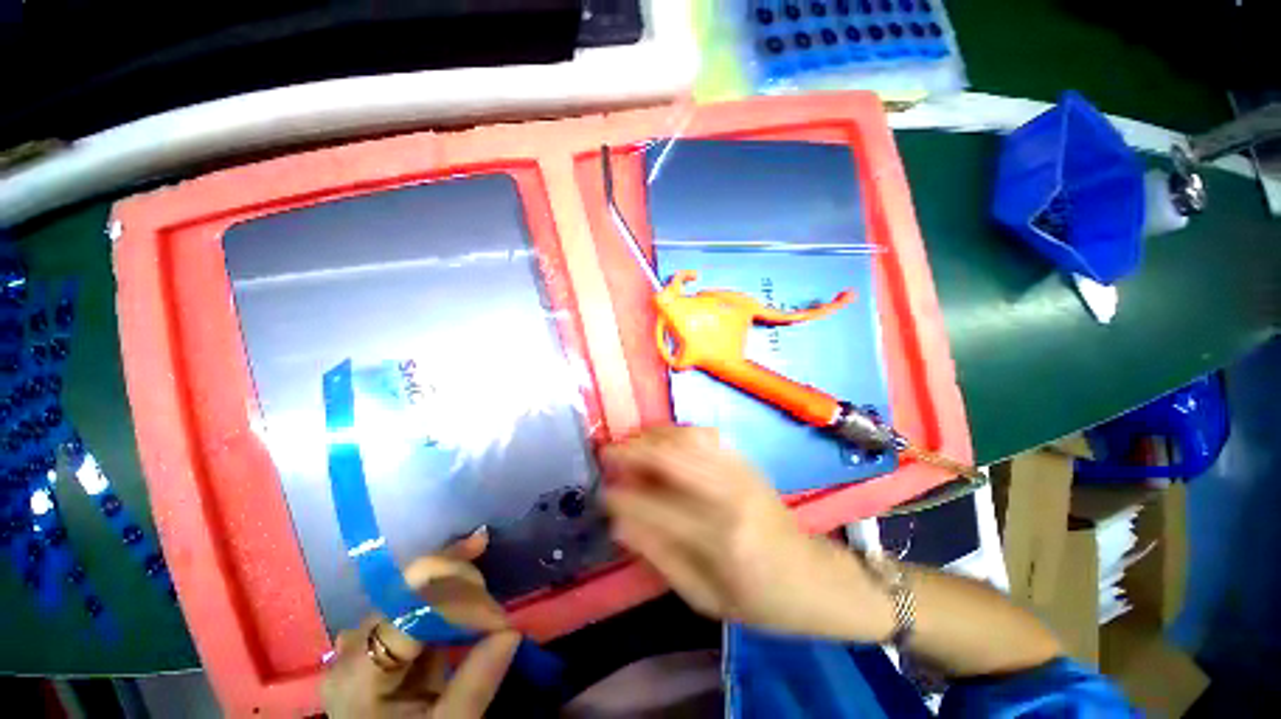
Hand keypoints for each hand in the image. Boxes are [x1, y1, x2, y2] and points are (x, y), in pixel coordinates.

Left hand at [322, 531, 520, 717]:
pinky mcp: (380, 632)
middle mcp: (353, 646)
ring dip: (449, 566)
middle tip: (492, 583)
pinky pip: (413, 595)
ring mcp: (362, 636)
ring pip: (408, 584)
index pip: (414, 617)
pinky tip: (462, 556)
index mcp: (360, 676)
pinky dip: (442, 576)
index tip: (502, 622)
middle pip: (405, 589)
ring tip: (479, 545)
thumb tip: (512, 631)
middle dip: (454, 573)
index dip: (463, 607)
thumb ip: (474, 685)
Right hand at [603, 426, 892, 641]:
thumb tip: (619, 522)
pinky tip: (661, 438)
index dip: (621, 497)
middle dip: (631, 450)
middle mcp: (729, 495)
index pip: (655, 508)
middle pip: (670, 458)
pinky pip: (704, 433)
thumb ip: (659, 556)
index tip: (601, 493)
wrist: (813, 577)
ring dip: (651, 436)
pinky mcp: (745, 461)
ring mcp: (740, 471)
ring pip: (686, 437)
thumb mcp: (704, 598)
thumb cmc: (759, 599)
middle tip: (606, 452)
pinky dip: (676, 430)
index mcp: (720, 539)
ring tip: (629, 442)